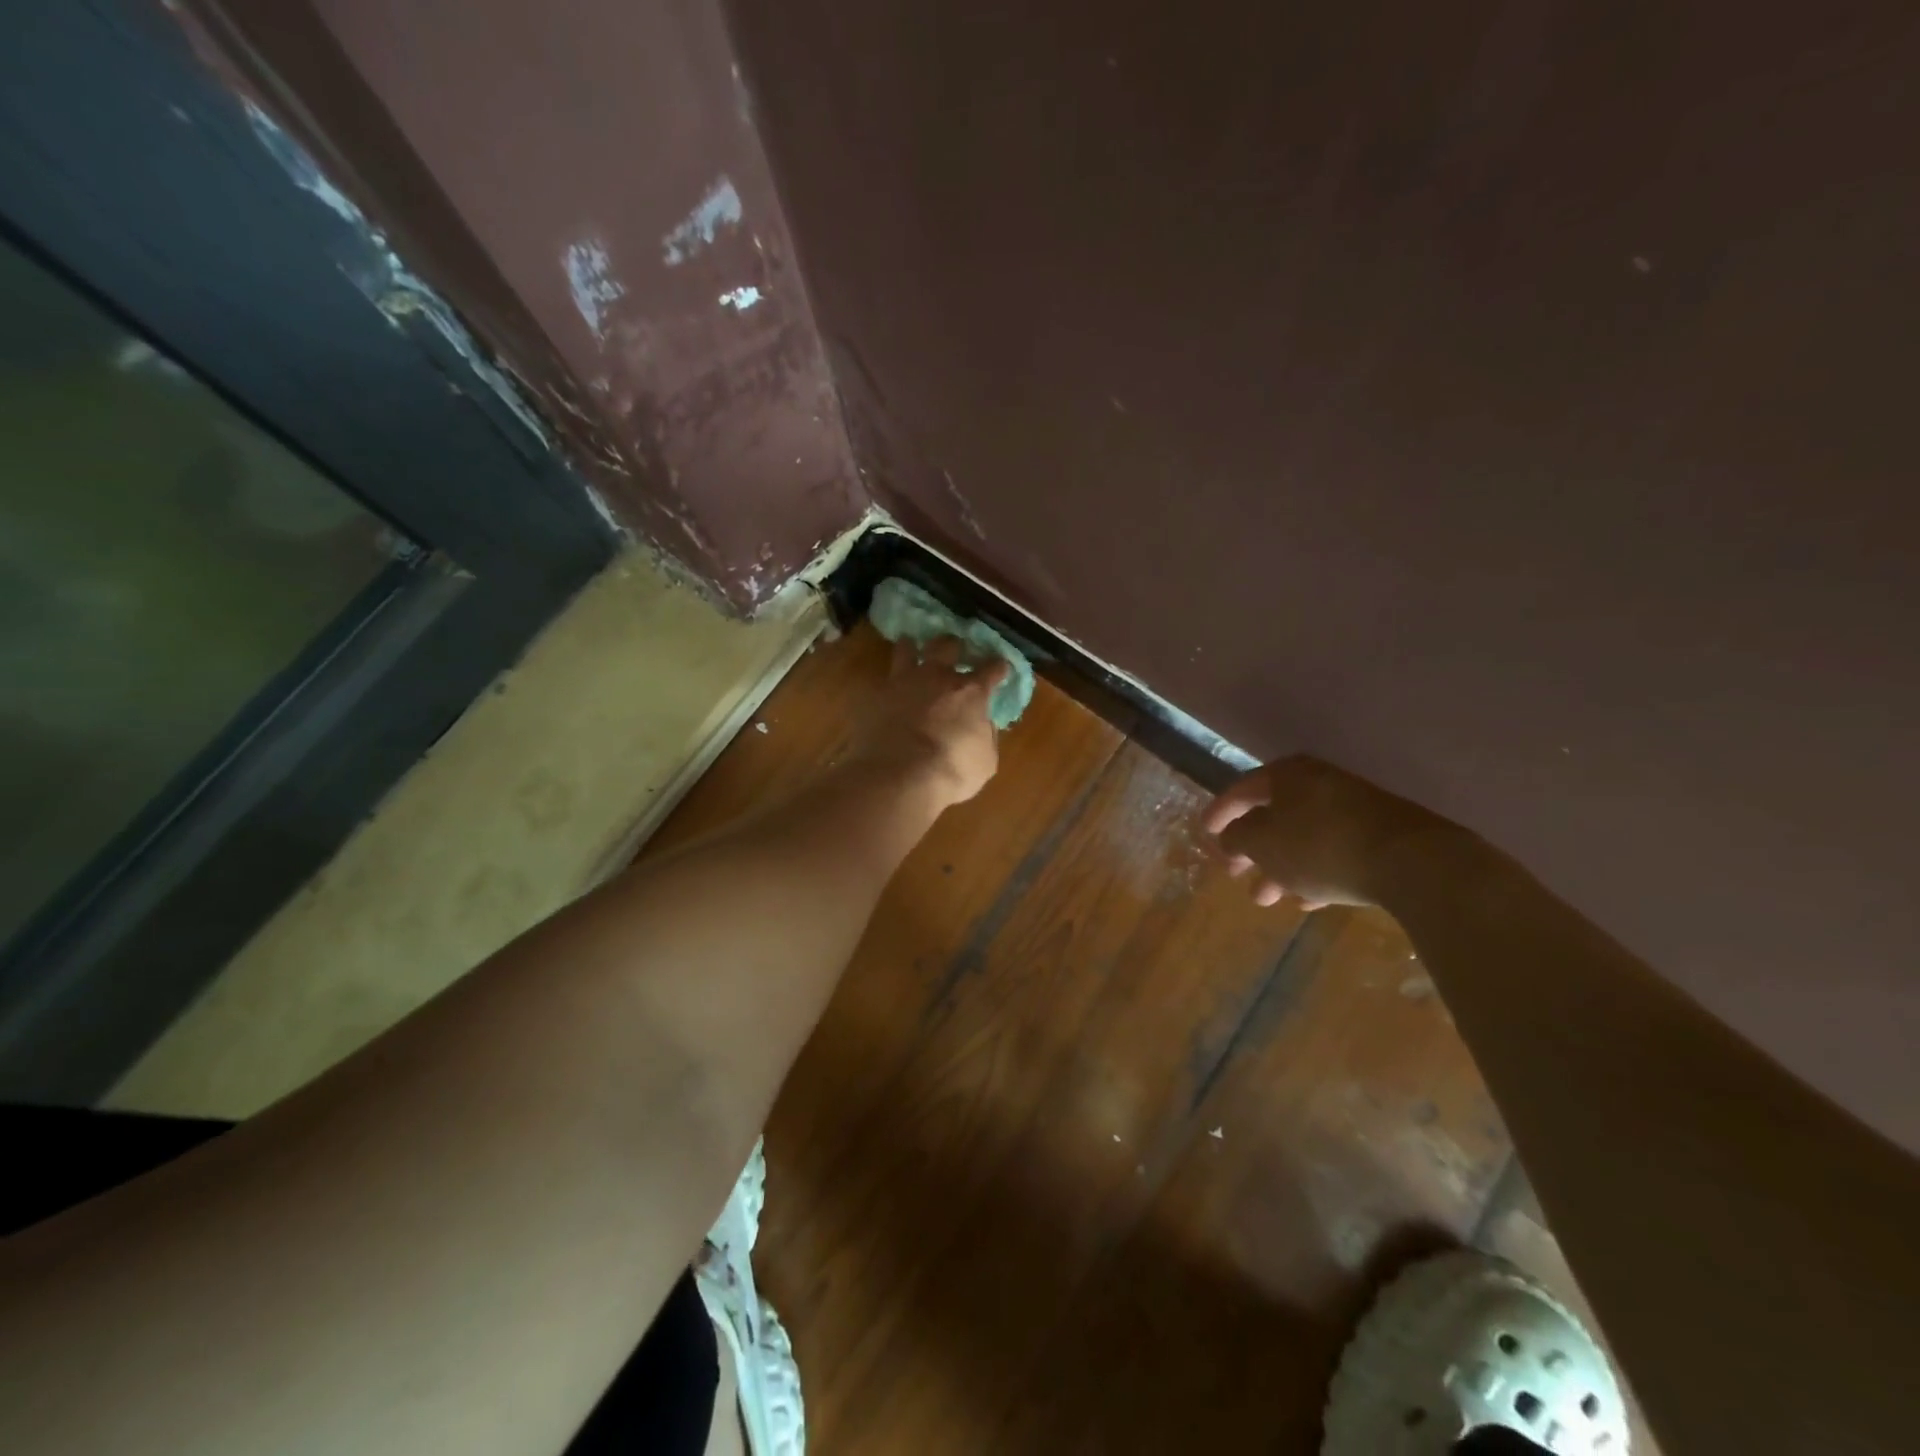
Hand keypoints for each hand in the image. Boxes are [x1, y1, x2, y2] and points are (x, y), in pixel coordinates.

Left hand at [857, 637, 1009, 807]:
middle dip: (954, 646)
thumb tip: (983, 725)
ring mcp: (904, 681)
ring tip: (912, 648)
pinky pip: (883, 679)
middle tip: (954, 651)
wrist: (898, 775)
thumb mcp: (985, 760)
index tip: (1000, 667)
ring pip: (907, 648)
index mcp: (971, 692)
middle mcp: (938, 677)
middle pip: (948, 645)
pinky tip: (888, 688)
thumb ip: (986, 736)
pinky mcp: (877, 694)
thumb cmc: (950, 771)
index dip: (998, 666)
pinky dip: (888, 681)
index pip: (991, 668)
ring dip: (912, 647)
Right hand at [1201, 755, 1451, 909]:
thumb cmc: (1319, 845)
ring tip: (1265, 898)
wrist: (1412, 862)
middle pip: (1274, 816)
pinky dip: (1313, 873)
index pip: (1242, 790)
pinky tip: (1306, 902)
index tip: (1204, 833)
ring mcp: (1353, 809)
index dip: (1220, 813)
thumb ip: (1238, 837)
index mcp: (1287, 775)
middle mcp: (1319, 784)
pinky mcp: (1380, 836)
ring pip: (1303, 838)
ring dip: (1280, 867)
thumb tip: (1230, 836)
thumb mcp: (1263, 843)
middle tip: (1234, 873)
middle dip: (1251, 849)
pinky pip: (1333, 852)